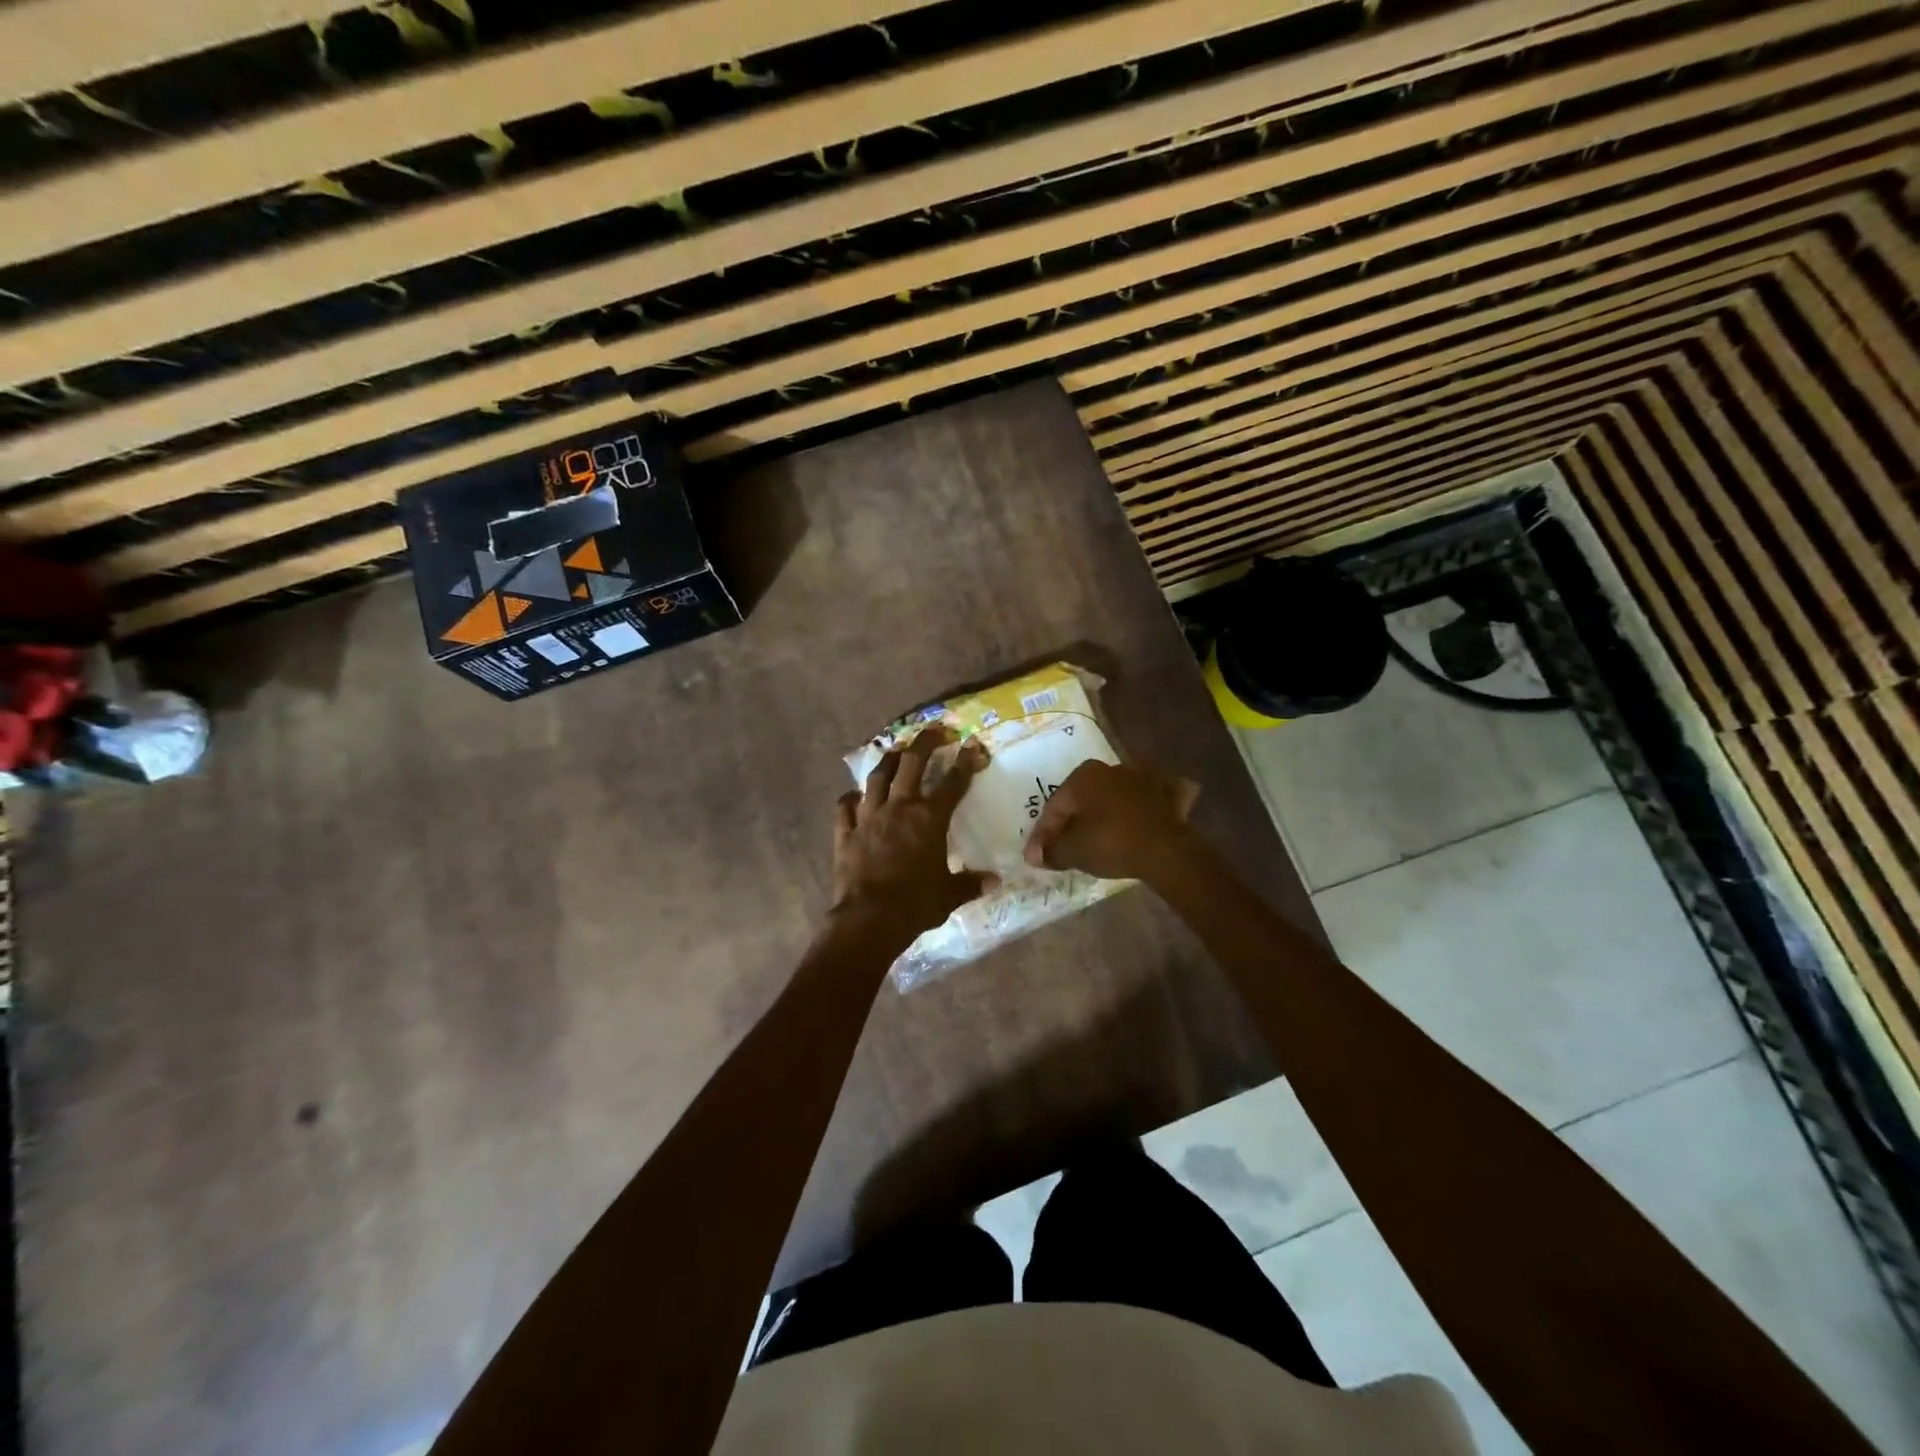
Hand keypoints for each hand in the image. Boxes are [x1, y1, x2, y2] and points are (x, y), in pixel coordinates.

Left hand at [833, 726, 990, 938]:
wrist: (870, 918)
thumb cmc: (916, 904)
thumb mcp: (950, 894)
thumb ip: (970, 883)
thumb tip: (994, 881)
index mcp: (930, 819)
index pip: (953, 783)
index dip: (965, 762)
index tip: (973, 745)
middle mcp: (900, 808)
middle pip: (911, 764)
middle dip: (924, 743)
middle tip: (933, 731)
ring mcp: (869, 817)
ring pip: (877, 778)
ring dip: (887, 761)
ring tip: (895, 751)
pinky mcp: (846, 832)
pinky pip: (845, 807)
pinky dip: (850, 799)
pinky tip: (853, 795)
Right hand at [1023, 759, 1199, 880]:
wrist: (1166, 850)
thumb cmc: (1111, 843)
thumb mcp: (1072, 851)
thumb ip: (1050, 851)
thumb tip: (1036, 855)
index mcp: (1084, 775)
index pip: (1054, 807)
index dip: (1042, 835)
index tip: (1037, 857)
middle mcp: (1112, 768)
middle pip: (1084, 800)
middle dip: (1072, 822)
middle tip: (1064, 847)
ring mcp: (1144, 778)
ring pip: (1116, 797)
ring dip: (1105, 814)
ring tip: (1099, 838)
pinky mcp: (1171, 794)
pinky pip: (1149, 801)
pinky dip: (1144, 810)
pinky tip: (1142, 820)